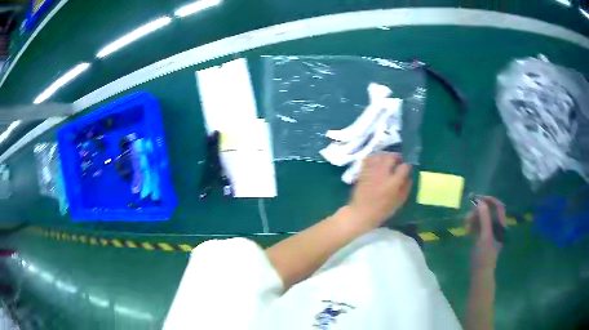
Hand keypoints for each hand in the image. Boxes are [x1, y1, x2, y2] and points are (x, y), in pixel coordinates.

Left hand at [347, 152, 411, 232]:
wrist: (362, 212)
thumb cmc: (382, 210)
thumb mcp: (399, 202)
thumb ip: (406, 188)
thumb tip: (409, 178)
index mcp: (393, 182)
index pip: (404, 167)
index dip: (408, 166)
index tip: (408, 169)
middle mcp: (383, 173)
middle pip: (391, 157)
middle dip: (397, 157)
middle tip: (398, 161)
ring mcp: (371, 171)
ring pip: (379, 155)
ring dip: (386, 155)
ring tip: (388, 160)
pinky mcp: (363, 171)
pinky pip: (369, 159)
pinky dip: (374, 157)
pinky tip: (377, 161)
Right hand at [466, 196, 506, 270]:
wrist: (480, 273)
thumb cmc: (485, 256)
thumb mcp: (485, 236)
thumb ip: (484, 218)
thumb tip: (480, 202)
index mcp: (501, 225)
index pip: (498, 206)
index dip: (490, 200)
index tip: (478, 199)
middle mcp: (496, 227)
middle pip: (489, 212)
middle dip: (479, 210)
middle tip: (469, 214)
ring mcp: (488, 233)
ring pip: (482, 219)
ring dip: (474, 218)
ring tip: (466, 223)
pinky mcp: (481, 238)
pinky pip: (477, 227)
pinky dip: (472, 225)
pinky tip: (466, 229)